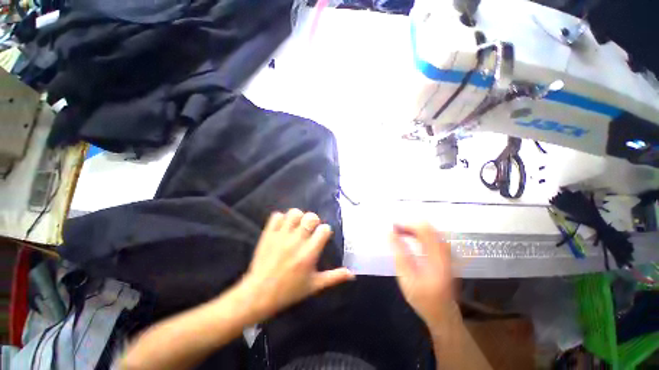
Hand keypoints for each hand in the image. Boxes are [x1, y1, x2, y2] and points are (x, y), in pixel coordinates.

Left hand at [239, 209, 354, 320]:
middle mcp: (297, 241)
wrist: (259, 294)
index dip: (325, 231)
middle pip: (311, 217)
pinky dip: (281, 218)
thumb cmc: (289, 291)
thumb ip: (334, 277)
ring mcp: (281, 236)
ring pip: (294, 213)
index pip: (324, 230)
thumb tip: (352, 273)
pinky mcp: (268, 234)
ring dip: (298, 217)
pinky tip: (283, 227)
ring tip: (297, 225)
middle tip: (310, 229)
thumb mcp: (314, 285)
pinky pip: (276, 216)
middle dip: (314, 220)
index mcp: (309, 253)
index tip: (321, 237)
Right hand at [390, 223, 457, 326]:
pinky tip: (408, 238)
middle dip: (408, 224)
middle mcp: (445, 251)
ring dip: (412, 228)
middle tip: (393, 229)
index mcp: (438, 257)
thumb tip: (389, 233)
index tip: (392, 226)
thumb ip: (399, 254)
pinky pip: (430, 235)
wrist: (443, 313)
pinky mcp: (444, 253)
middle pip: (427, 227)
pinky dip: (417, 233)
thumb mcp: (407, 279)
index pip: (424, 229)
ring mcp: (447, 252)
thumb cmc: (423, 299)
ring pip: (429, 229)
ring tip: (398, 232)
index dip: (407, 224)